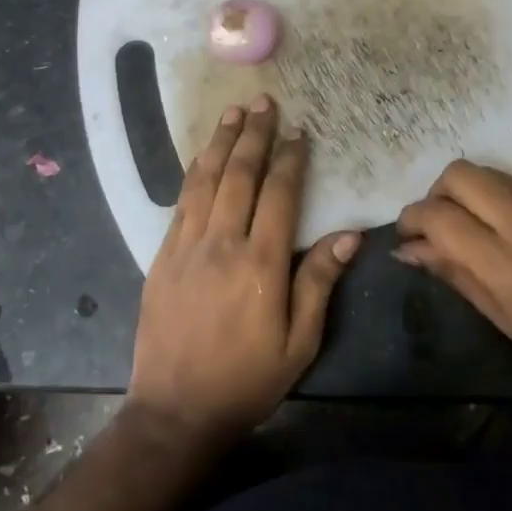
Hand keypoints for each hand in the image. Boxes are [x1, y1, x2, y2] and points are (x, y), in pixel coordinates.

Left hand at [128, 94, 359, 447]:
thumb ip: (319, 282)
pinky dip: (194, 173)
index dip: (289, 160)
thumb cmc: (247, 379)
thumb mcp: (299, 342)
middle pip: (239, 176)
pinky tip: (202, 158)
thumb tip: (350, 235)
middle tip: (264, 102)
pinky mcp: (161, 257)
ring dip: (220, 143)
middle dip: (253, 135)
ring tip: (233, 113)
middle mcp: (221, 244)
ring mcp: (185, 247)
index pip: (278, 195)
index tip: (298, 132)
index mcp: (260, 263)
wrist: (176, 409)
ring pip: (205, 181)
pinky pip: (181, 203)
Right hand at [395, 161, 511, 404]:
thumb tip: (408, 250)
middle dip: (435, 194)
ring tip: (464, 226)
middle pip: (459, 174)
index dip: (411, 219)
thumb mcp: (503, 318)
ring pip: (486, 172)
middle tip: (435, 227)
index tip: (406, 237)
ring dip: (462, 191)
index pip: (439, 215)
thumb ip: (454, 274)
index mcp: (504, 261)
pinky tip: (497, 227)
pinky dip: (491, 195)